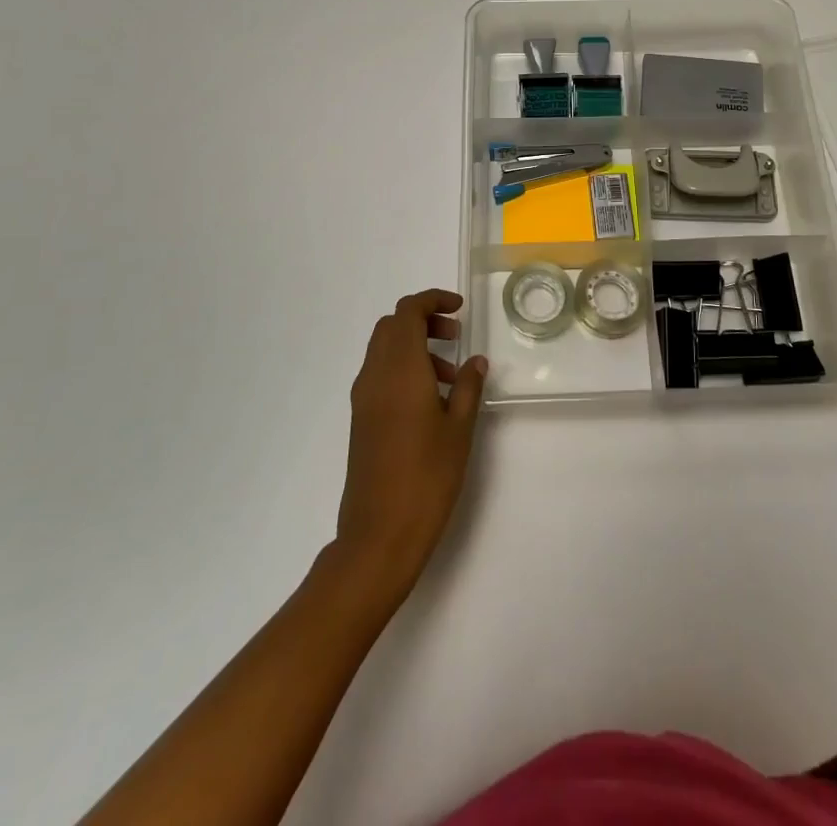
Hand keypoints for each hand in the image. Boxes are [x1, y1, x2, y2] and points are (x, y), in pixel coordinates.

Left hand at [335, 289, 488, 602]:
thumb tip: (475, 361)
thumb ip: (469, 388)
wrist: (378, 535)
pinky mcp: (360, 419)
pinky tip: (429, 400)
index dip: (432, 300)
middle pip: (392, 325)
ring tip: (450, 378)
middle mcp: (375, 376)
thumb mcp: (459, 430)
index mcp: (400, 370)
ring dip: (414, 345)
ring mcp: (363, 398)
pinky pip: (379, 373)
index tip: (460, 309)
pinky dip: (402, 368)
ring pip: (384, 349)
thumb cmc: (427, 478)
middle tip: (455, 338)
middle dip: (424, 320)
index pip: (408, 312)